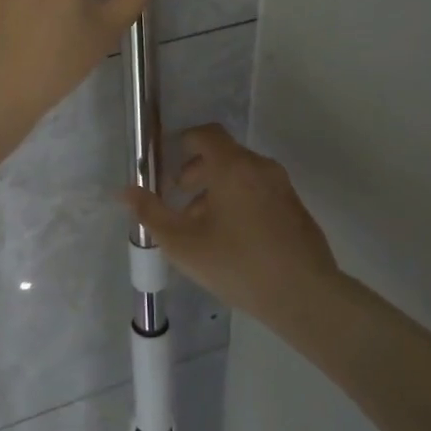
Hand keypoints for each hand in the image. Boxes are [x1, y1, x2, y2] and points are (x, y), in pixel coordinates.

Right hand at [123, 125, 339, 321]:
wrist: (304, 295)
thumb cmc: (237, 264)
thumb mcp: (182, 243)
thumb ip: (151, 214)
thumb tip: (125, 191)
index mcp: (233, 167)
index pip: (206, 134)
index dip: (184, 144)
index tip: (168, 169)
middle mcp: (261, 168)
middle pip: (223, 156)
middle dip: (197, 173)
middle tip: (180, 201)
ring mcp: (282, 188)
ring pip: (241, 177)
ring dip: (217, 192)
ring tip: (202, 228)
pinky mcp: (295, 210)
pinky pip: (259, 193)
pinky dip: (239, 203)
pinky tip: (232, 242)